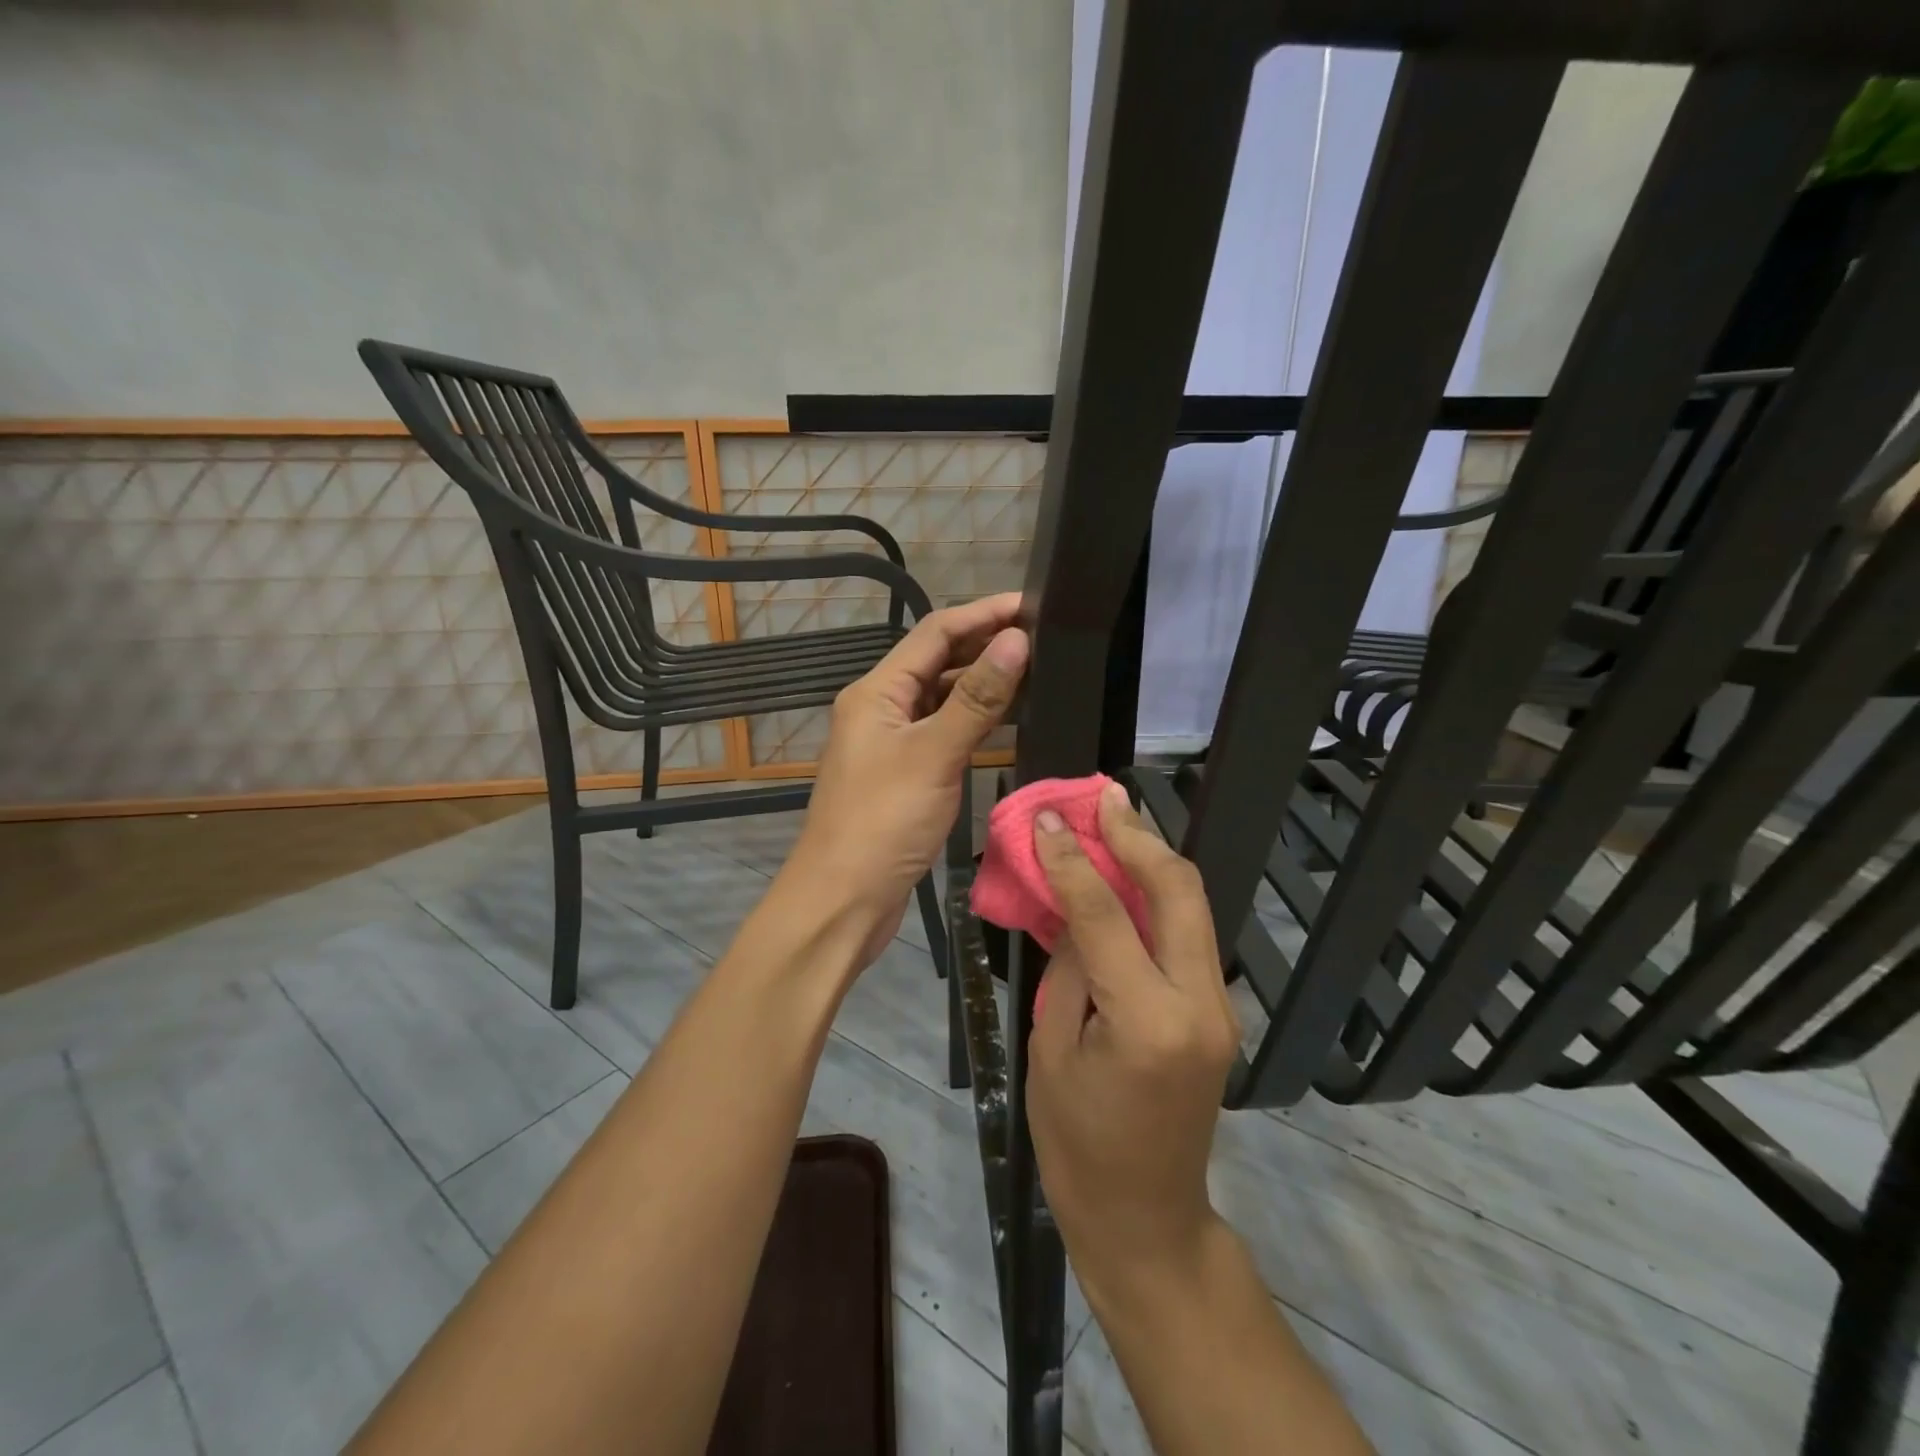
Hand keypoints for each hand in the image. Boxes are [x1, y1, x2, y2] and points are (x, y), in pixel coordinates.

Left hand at [782, 592, 1028, 963]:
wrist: (843, 899)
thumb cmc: (883, 821)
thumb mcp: (934, 754)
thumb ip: (976, 698)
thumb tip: (1016, 640)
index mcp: (876, 691)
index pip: (934, 633)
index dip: (982, 615)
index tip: (1030, 605)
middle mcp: (881, 708)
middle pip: (937, 662)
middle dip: (984, 646)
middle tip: (1042, 639)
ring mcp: (891, 743)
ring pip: (941, 699)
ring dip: (981, 684)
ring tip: (1036, 672)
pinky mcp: (904, 774)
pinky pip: (943, 733)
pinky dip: (973, 722)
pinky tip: (1007, 721)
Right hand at [1027, 782, 1239, 1294]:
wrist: (1146, 1217)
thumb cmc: (1078, 1144)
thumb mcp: (1050, 1050)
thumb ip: (1070, 967)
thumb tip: (1074, 902)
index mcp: (1147, 1023)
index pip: (1106, 915)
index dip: (1071, 859)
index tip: (1045, 818)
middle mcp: (1199, 1004)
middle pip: (1178, 890)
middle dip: (1138, 835)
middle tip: (1102, 795)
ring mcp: (1219, 1007)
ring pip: (1192, 905)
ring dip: (1152, 856)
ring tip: (1114, 816)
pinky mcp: (1218, 1010)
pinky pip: (1188, 933)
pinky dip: (1157, 893)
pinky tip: (1128, 871)